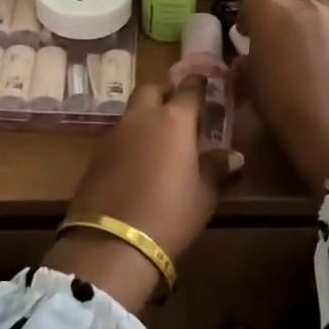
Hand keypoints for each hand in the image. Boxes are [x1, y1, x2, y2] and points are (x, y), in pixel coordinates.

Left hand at [47, 80, 235, 312]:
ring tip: (162, 141)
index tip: (209, 86)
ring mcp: (114, 134)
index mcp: (173, 120)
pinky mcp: (95, 154)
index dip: (200, 85)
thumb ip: (216, 168)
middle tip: (181, 112)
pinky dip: (131, 139)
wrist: (111, 244)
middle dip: (166, 94)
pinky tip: (140, 162)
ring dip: (147, 117)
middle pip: (153, 90)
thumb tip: (232, 155)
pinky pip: (119, 135)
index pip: (190, 88)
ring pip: (133, 112)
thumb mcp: (204, 196)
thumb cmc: (169, 216)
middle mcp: (141, 117)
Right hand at [235, 0, 328, 192]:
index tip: (246, 38)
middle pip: (286, 7)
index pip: (251, 2)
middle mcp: (306, 5)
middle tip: (276, 52)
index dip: (247, 19)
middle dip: (279, 25)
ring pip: (315, 18)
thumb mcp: (249, 82)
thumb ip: (247, 61)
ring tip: (306, 62)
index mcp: (271, 11)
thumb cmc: (281, 102)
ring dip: (306, 33)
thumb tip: (250, 59)